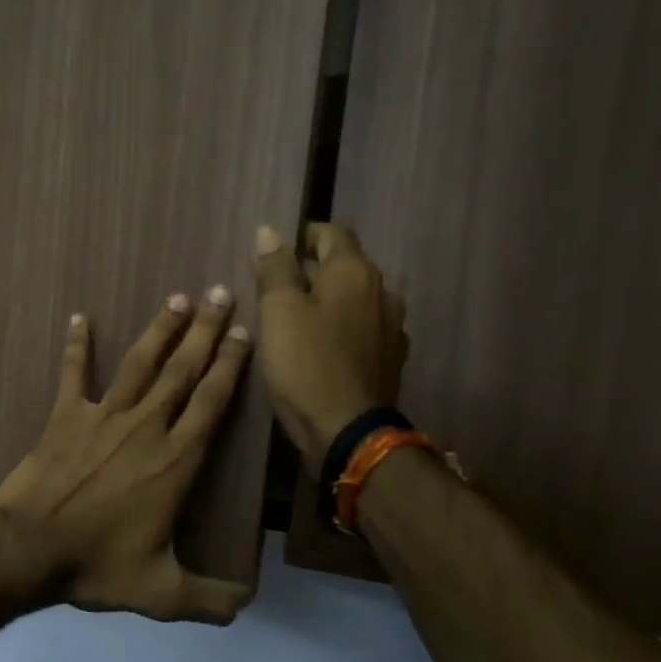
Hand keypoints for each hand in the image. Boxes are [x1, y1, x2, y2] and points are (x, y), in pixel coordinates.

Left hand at [0, 288, 254, 623]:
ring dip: (160, 328)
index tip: (243, 332)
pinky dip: (76, 344)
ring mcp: (102, 417)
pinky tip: (79, 317)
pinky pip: (72, 373)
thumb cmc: (96, 566)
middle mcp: (145, 428)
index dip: (230, 365)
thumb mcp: (161, 593)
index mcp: (175, 461)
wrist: (28, 548)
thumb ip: (208, 599)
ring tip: (177, 297)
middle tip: (219, 292)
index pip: (212, 402)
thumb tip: (247, 606)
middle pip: (182, 370)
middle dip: (204, 330)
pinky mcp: (64, 416)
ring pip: (138, 363)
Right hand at [253, 222, 408, 474]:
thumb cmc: (305, 363)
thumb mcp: (278, 311)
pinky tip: (320, 348)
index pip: (331, 233)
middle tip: (275, 290)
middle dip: (311, 270)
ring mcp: (392, 327)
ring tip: (295, 320)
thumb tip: (269, 231)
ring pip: (353, 299)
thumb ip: (275, 268)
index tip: (275, 253)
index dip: (302, 236)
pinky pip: (361, 329)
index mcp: (355, 272)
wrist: (348, 430)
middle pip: (344, 266)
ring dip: (327, 301)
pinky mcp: (390, 358)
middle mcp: (382, 291)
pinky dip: (340, 328)